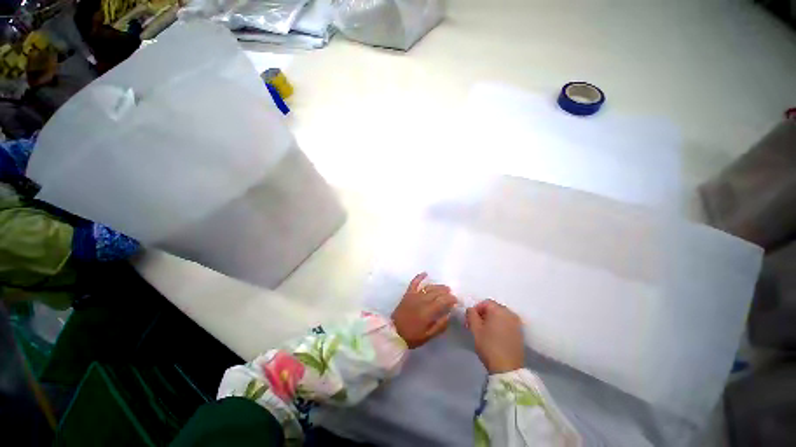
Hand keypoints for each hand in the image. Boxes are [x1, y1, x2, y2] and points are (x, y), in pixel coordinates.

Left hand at [392, 272, 457, 348]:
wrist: (393, 332)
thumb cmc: (412, 336)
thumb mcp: (428, 336)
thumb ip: (440, 325)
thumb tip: (449, 315)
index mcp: (428, 311)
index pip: (442, 301)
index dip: (451, 299)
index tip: (456, 300)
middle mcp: (422, 300)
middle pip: (436, 292)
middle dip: (446, 292)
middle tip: (451, 294)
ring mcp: (414, 295)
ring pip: (428, 287)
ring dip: (437, 286)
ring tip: (445, 287)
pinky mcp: (408, 294)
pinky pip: (414, 282)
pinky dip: (419, 277)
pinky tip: (425, 273)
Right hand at [466, 299, 524, 373]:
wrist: (507, 369)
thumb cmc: (489, 346)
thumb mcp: (475, 329)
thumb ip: (471, 314)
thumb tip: (471, 309)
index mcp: (499, 310)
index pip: (485, 302)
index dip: (476, 309)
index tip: (471, 320)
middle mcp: (510, 313)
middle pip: (494, 308)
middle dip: (484, 314)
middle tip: (477, 325)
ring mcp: (517, 323)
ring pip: (501, 316)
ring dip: (492, 320)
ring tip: (486, 331)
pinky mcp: (520, 333)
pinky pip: (507, 323)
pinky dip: (500, 325)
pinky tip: (495, 336)